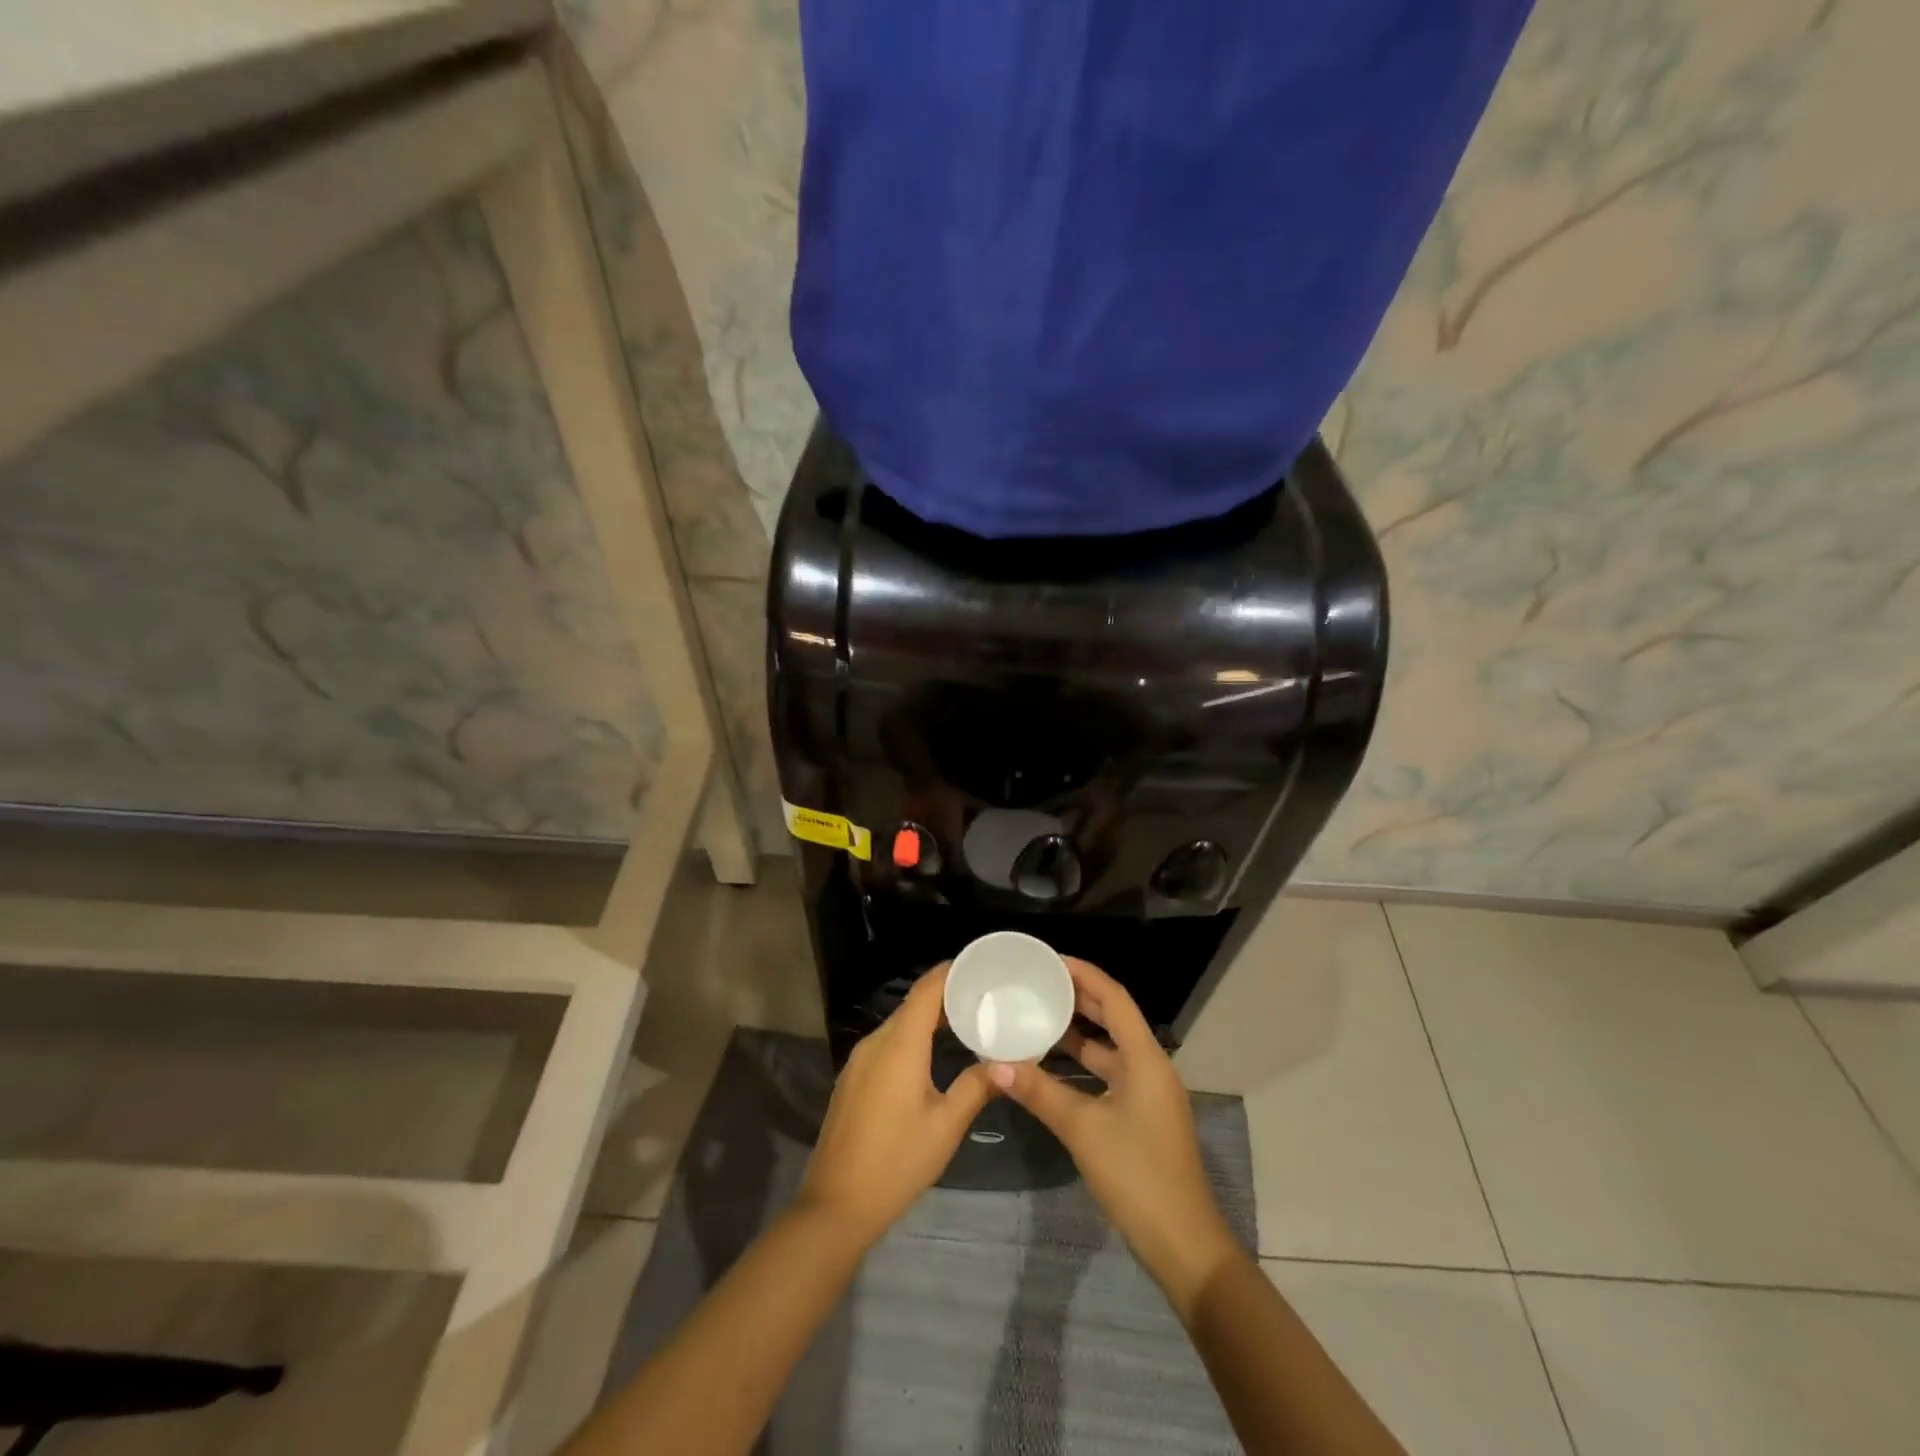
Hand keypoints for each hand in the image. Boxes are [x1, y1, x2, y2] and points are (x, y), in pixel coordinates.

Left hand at [798, 964, 993, 1249]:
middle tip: (986, 998)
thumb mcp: (945, 1126)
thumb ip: (976, 1087)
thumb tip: (1006, 1063)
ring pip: (900, 1024)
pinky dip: (913, 1038)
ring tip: (967, 1022)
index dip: (953, 971)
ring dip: (930, 1019)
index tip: (982, 966)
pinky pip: (887, 1044)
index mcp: (899, 1044)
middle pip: (914, 1004)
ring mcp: (859, 1060)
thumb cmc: (896, 1162)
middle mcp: (876, 1042)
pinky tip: (933, 1054)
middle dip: (948, 996)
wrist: (835, 1206)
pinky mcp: (853, 1078)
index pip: (927, 989)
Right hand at [989, 958, 1239, 1316]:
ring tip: (1039, 1016)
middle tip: (1038, 983)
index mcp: (1145, 1059)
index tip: (1050, 960)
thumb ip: (1039, 1092)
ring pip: (1110, 1050)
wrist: (1184, 1245)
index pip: (1114, 999)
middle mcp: (1150, 1068)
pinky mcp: (1142, 1117)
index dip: (1084, 974)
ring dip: (1078, 1034)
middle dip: (1078, 999)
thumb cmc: (1137, 1176)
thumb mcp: (1083, 1130)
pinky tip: (1052, 1068)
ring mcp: (1148, 1094)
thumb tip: (995, 1062)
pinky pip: (1109, 1075)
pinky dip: (1082, 1066)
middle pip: (1114, 1019)